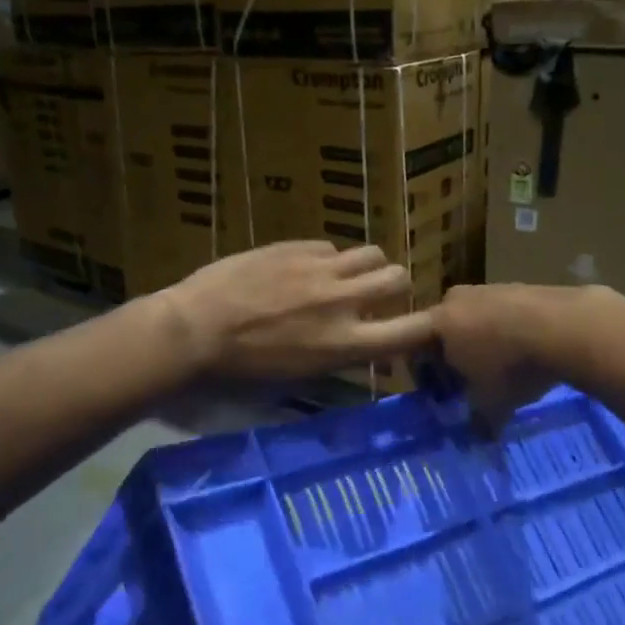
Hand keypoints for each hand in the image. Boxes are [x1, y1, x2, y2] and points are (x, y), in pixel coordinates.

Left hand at [155, 241, 437, 382]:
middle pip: (399, 277)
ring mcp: (320, 268)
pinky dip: (327, 259)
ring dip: (366, 266)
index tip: (425, 327)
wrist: (194, 330)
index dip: (430, 327)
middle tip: (377, 295)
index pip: (416, 330)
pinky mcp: (295, 246)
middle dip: (395, 286)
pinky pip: (330, 246)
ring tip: (346, 276)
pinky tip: (303, 269)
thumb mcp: (300, 378)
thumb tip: (362, 345)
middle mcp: (344, 302)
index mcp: (347, 344)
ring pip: (371, 252)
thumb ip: (340, 358)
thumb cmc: (241, 371)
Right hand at [433, 283, 583, 431]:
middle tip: (468, 386)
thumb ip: (478, 421)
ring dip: (481, 344)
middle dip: (452, 359)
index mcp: (439, 324)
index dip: (422, 372)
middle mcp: (457, 300)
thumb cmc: (513, 367)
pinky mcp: (520, 286)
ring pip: (474, 321)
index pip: (412, 345)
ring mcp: (490, 289)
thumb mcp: (492, 404)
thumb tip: (477, 438)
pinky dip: (507, 332)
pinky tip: (526, 353)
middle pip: (444, 332)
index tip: (437, 393)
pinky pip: (502, 314)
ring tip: (502, 371)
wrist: (567, 326)